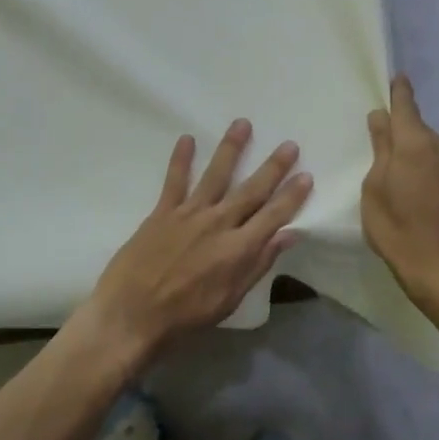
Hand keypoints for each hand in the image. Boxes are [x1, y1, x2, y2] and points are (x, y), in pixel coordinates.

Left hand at [84, 120, 312, 365]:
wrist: (132, 315)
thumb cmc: (185, 315)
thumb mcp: (230, 298)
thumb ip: (259, 264)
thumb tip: (289, 235)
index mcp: (239, 248)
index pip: (274, 215)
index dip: (292, 195)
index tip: (306, 175)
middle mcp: (218, 223)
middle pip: (251, 190)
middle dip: (273, 167)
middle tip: (289, 144)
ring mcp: (189, 214)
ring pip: (216, 175)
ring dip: (231, 149)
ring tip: (243, 124)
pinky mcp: (162, 213)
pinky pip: (174, 180)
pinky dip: (181, 159)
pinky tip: (187, 138)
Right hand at [362, 75, 438, 302]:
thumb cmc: (397, 228)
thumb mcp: (374, 188)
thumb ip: (380, 149)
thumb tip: (381, 118)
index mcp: (415, 143)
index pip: (405, 106)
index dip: (398, 91)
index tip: (395, 77)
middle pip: (415, 126)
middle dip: (398, 128)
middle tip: (376, 137)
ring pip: (425, 145)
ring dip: (409, 150)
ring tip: (388, 169)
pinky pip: (434, 161)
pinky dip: (419, 164)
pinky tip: (406, 185)